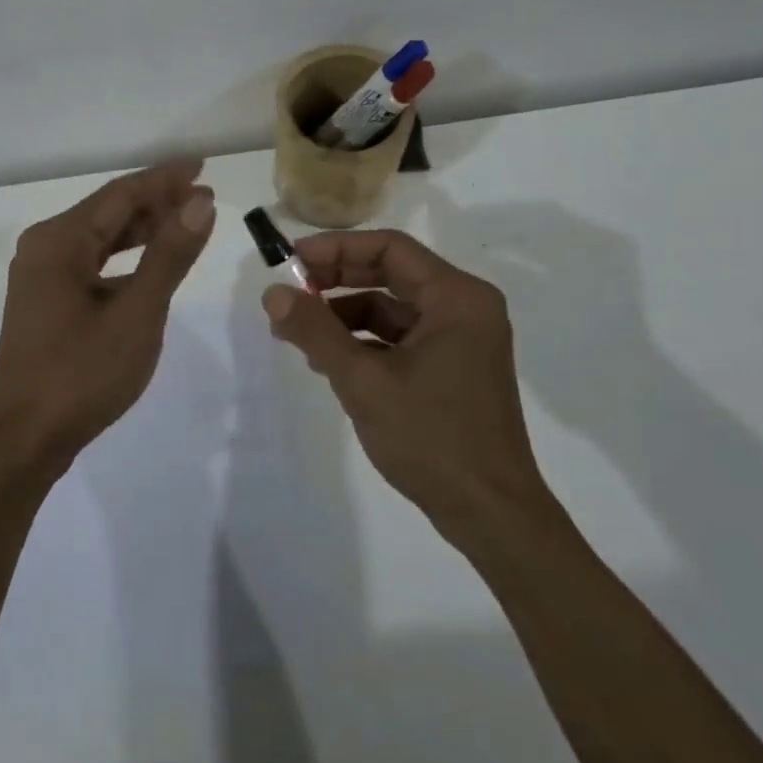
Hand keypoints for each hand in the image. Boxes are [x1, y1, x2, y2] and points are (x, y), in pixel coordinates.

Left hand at [0, 160, 215, 472]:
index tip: (202, 167)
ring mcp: (42, 275)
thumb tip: (200, 202)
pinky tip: (151, 263)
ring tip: (187, 221)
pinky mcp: (46, 300)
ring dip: (143, 229)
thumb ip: (169, 255)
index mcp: (59, 240)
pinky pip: (92, 263)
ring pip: (101, 238)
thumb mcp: (137, 313)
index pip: (121, 194)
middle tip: (204, 196)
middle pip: (109, 212)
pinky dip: (125, 258)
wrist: (23, 441)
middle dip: (157, 202)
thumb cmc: (81, 374)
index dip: (164, 179)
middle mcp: (45, 247)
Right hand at [261, 229, 548, 540]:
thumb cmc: (431, 438)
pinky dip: (364, 342)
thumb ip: (316, 331)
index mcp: (457, 297)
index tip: (292, 262)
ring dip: (345, 315)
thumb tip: (272, 293)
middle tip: (290, 293)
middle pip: (390, 274)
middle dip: (336, 282)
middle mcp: (464, 308)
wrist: (490, 514)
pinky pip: (401, 338)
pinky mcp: (453, 368)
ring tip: (299, 335)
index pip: (389, 248)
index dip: (336, 249)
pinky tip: (329, 361)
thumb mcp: (363, 381)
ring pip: (392, 308)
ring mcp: (461, 340)